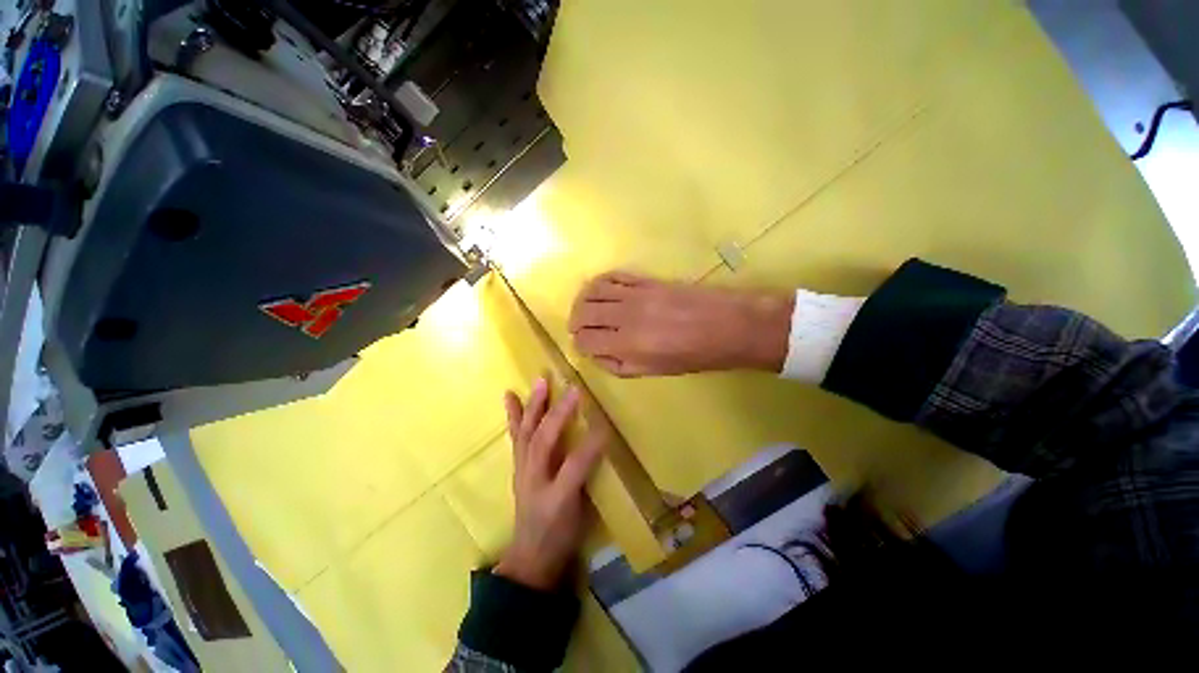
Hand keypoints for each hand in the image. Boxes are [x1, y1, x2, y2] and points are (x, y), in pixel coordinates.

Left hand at [494, 378, 605, 590]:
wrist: (531, 556)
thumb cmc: (559, 536)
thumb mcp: (580, 516)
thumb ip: (587, 479)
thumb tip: (601, 444)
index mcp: (555, 495)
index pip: (575, 465)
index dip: (591, 445)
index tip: (606, 426)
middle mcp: (534, 478)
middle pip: (545, 441)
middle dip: (560, 414)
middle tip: (573, 389)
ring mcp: (523, 470)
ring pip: (527, 434)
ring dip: (534, 406)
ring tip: (540, 381)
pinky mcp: (519, 465)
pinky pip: (516, 437)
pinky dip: (513, 415)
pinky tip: (509, 396)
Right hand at [568, 271, 793, 376]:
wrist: (726, 325)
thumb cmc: (692, 356)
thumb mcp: (654, 372)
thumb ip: (619, 365)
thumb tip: (596, 354)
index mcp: (628, 345)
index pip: (585, 340)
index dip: (579, 345)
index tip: (584, 347)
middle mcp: (625, 316)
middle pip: (583, 313)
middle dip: (575, 323)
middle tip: (579, 329)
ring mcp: (635, 293)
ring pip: (592, 291)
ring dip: (582, 301)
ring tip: (585, 310)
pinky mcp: (645, 280)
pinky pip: (612, 276)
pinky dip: (599, 283)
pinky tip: (601, 291)